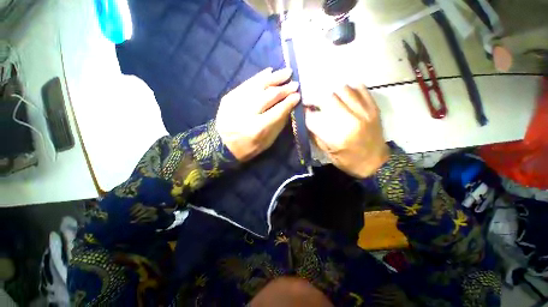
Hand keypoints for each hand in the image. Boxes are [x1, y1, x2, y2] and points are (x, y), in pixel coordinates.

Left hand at [216, 68, 300, 161]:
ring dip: (274, 78)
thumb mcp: (267, 142)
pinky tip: (269, 71)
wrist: (221, 145)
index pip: (278, 111)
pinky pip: (247, 83)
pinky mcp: (229, 97)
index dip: (289, 102)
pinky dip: (259, 77)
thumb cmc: (247, 147)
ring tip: (286, 72)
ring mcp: (236, 103)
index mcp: (258, 128)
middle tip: (295, 83)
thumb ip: (278, 125)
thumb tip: (288, 108)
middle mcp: (247, 113)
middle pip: (269, 96)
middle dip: (284, 89)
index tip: (298, 95)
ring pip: (259, 86)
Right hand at [305, 85, 389, 177]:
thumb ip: (315, 134)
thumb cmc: (348, 160)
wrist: (376, 163)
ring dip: (332, 93)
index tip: (304, 111)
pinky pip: (360, 89)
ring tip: (330, 99)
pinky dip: (349, 89)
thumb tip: (306, 117)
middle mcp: (351, 122)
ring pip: (343, 90)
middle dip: (317, 100)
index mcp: (337, 138)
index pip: (314, 118)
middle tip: (314, 103)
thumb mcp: (327, 152)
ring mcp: (365, 113)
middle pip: (328, 99)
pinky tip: (344, 95)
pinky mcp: (374, 108)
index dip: (306, 113)